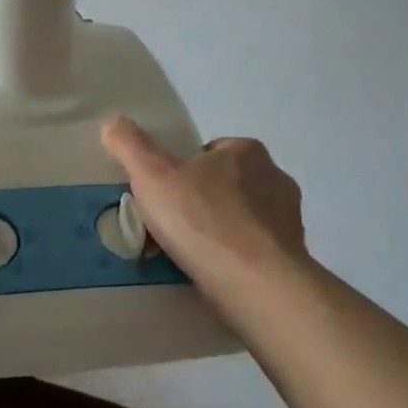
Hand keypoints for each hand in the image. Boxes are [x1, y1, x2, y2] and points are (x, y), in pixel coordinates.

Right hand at [100, 117, 306, 290]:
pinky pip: (256, 252)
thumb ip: (130, 145)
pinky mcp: (294, 257)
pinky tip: (215, 276)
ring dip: (221, 233)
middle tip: (172, 228)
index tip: (165, 196)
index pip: (210, 152)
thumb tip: (113, 122)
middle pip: (227, 185)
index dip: (183, 171)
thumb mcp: (152, 176)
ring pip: (243, 219)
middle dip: (203, 203)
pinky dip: (237, 260)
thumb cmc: (203, 220)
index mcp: (247, 151)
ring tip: (191, 257)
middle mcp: (275, 177)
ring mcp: (289, 219)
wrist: (257, 285)